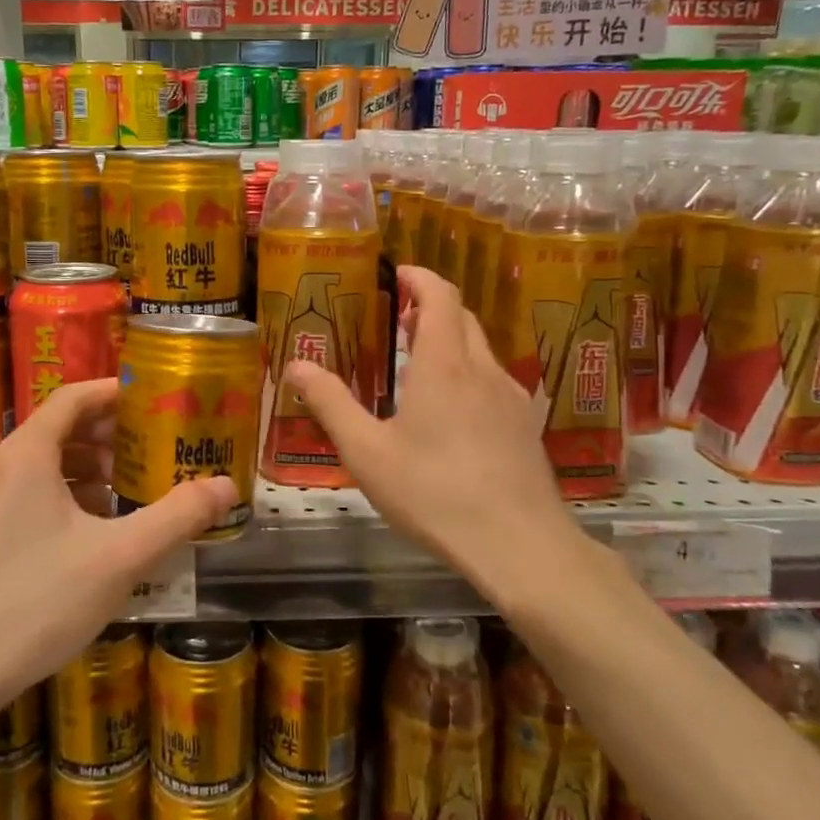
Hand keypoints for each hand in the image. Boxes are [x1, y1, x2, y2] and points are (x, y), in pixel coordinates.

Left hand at [0, 378, 234, 720]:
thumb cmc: (36, 602)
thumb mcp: (119, 557)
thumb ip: (177, 517)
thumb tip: (227, 486)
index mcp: (27, 454)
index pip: (74, 397)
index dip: (116, 393)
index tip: (158, 400)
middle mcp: (3, 466)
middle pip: (63, 427)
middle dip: (112, 433)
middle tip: (159, 444)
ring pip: (49, 463)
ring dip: (93, 466)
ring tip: (136, 484)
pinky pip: (35, 492)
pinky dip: (72, 494)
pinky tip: (101, 526)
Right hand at [286, 266, 584, 602]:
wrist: (520, 545)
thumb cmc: (434, 493)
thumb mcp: (367, 452)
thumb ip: (330, 404)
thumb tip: (296, 366)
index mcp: (444, 365)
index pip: (441, 296)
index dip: (420, 277)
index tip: (398, 274)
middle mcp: (483, 371)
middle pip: (462, 318)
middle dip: (432, 307)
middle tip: (398, 319)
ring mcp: (511, 399)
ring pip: (481, 350)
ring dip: (451, 340)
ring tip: (418, 363)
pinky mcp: (524, 428)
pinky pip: (493, 381)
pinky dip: (467, 373)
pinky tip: (451, 412)